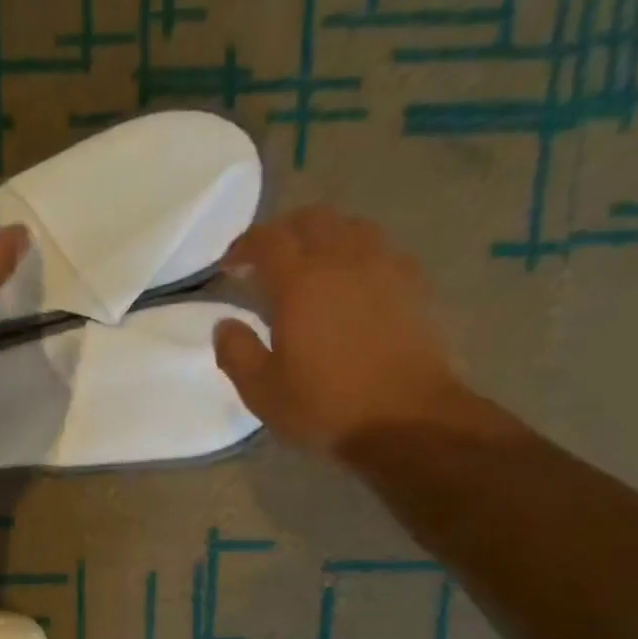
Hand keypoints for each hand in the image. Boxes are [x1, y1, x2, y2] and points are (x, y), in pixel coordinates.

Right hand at [212, 207, 464, 457]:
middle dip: (284, 231)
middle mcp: (343, 260)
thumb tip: (224, 325)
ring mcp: (384, 268)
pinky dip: (358, 253)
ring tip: (311, 264)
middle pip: (312, 219)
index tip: (229, 265)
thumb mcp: (262, 391)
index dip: (243, 246)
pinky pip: (381, 249)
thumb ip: (236, 353)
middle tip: (267, 259)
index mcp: (299, 282)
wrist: (405, 419)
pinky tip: (353, 281)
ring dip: (324, 235)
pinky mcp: (413, 285)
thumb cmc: (324, 407)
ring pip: (351, 226)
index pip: (267, 241)